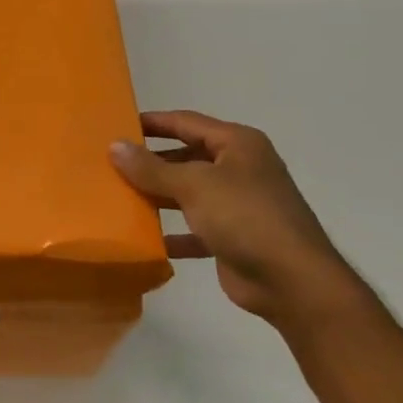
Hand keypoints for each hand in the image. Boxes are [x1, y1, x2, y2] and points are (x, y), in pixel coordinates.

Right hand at [111, 110, 360, 325]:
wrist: (291, 281)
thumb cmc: (245, 217)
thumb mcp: (194, 185)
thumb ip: (152, 167)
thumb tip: (115, 145)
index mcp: (238, 145)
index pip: (187, 123)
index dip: (153, 122)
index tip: (117, 124)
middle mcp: (239, 169)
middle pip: (187, 157)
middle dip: (151, 162)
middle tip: (110, 163)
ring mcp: (238, 204)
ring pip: (188, 193)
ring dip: (158, 195)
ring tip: (118, 196)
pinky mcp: (232, 238)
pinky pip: (194, 228)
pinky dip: (171, 232)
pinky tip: (143, 237)